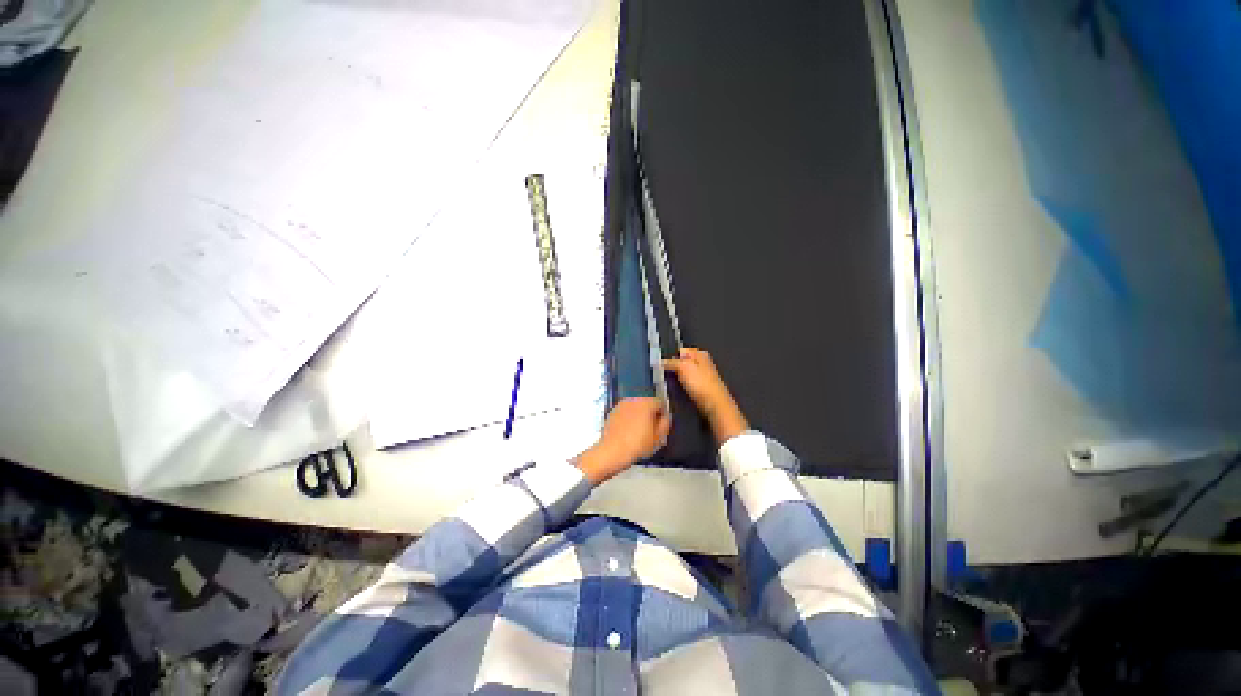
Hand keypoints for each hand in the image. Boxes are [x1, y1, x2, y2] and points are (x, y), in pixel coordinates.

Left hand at [574, 397, 671, 484]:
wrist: (612, 451)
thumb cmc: (636, 445)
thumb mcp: (658, 437)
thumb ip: (665, 423)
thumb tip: (665, 417)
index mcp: (647, 403)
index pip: (660, 402)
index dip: (662, 414)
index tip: (661, 424)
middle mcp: (634, 399)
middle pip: (647, 403)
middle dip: (650, 413)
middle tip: (651, 429)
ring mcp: (622, 404)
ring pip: (636, 407)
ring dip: (639, 415)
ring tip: (639, 431)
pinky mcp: (613, 411)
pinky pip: (625, 412)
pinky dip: (628, 418)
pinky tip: (628, 431)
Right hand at [662, 348, 748, 443]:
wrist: (714, 405)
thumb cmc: (702, 384)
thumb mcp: (682, 367)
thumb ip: (671, 361)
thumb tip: (660, 361)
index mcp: (699, 353)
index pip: (679, 351)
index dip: (670, 357)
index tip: (662, 365)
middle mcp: (702, 362)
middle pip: (681, 362)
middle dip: (673, 368)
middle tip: (666, 375)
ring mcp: (702, 375)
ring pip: (683, 374)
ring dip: (677, 379)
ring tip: (672, 384)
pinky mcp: (701, 387)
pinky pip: (687, 383)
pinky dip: (682, 387)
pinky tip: (680, 391)